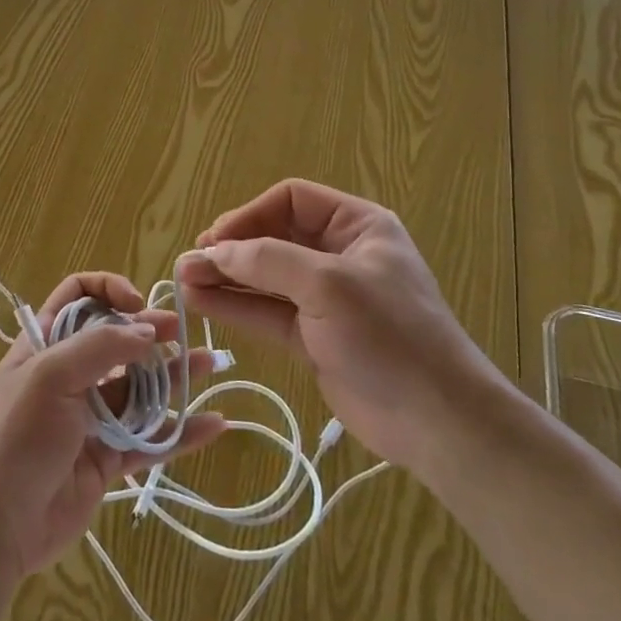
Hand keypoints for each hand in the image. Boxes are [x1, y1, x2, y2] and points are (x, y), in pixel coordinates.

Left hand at [0, 272, 226, 578]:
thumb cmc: (16, 435)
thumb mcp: (49, 376)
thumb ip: (101, 347)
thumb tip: (149, 330)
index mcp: (46, 343)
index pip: (79, 296)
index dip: (109, 290)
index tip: (136, 304)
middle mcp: (70, 374)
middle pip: (117, 340)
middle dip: (151, 331)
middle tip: (181, 335)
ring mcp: (91, 417)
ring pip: (140, 388)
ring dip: (174, 375)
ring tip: (210, 364)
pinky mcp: (108, 458)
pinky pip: (150, 438)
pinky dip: (180, 431)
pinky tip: (213, 424)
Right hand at [175, 180, 499, 472]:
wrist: (437, 420)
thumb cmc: (389, 335)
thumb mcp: (328, 284)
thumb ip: (267, 260)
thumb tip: (214, 250)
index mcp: (356, 226)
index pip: (291, 200)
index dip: (250, 214)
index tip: (216, 239)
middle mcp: (339, 254)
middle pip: (273, 238)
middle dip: (231, 249)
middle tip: (190, 263)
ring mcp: (325, 298)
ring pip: (265, 278)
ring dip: (226, 278)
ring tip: (183, 281)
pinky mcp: (314, 336)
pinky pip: (268, 312)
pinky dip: (236, 307)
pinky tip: (201, 304)